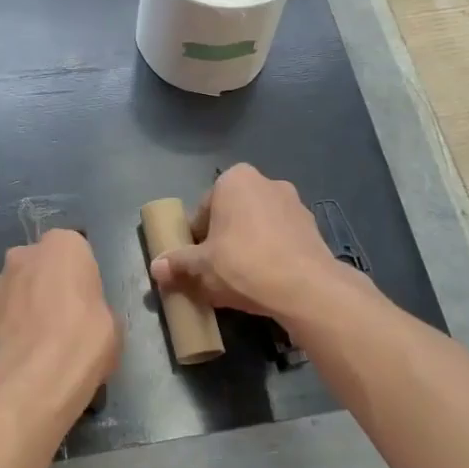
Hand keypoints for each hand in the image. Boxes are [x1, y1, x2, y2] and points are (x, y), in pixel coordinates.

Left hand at [0, 230, 119, 426]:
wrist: (34, 378)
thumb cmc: (84, 339)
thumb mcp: (112, 325)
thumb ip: (96, 308)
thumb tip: (88, 319)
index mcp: (65, 244)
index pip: (75, 253)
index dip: (80, 280)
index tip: (87, 304)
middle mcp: (26, 252)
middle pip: (41, 266)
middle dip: (48, 286)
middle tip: (64, 320)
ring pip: (18, 288)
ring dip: (26, 305)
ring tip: (40, 342)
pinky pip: (4, 313)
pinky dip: (11, 327)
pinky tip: (23, 353)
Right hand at [149, 164, 357, 324]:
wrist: (304, 287)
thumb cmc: (243, 264)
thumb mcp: (201, 266)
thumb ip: (177, 263)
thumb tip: (156, 267)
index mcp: (234, 179)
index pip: (204, 209)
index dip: (196, 238)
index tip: (196, 261)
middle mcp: (266, 182)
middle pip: (232, 215)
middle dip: (223, 239)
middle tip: (216, 271)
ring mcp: (294, 203)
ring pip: (258, 226)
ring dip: (248, 246)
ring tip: (242, 279)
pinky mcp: (313, 227)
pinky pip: (281, 238)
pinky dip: (272, 254)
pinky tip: (267, 280)